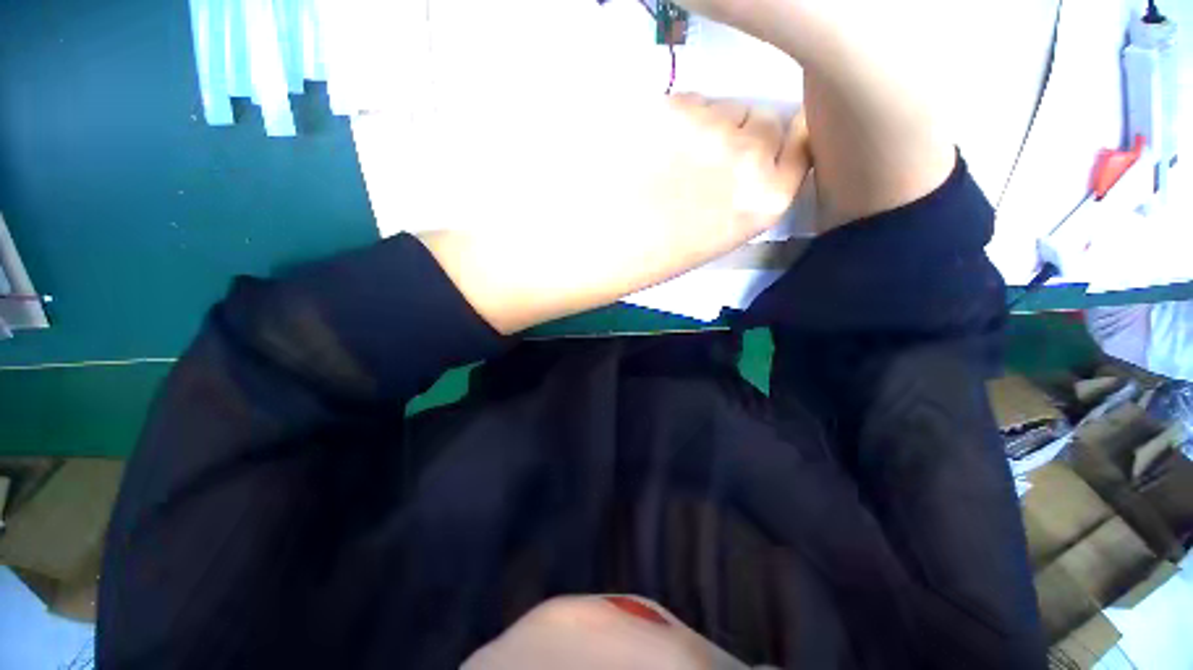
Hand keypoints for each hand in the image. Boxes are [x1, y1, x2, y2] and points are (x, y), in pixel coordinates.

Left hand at [420, 95, 810, 334]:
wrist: (567, 249)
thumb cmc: (631, 265)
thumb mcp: (699, 245)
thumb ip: (734, 201)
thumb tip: (746, 168)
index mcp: (759, 203)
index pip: (800, 147)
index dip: (781, 149)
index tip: (763, 157)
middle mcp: (745, 153)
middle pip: (766, 118)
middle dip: (746, 137)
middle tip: (705, 168)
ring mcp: (703, 122)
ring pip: (725, 106)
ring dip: (708, 127)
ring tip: (667, 164)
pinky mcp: (660, 101)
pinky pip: (688, 102)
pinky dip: (677, 120)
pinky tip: (646, 150)